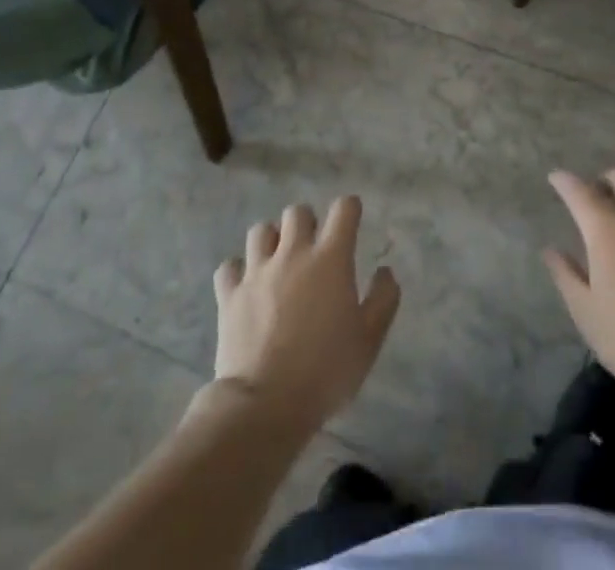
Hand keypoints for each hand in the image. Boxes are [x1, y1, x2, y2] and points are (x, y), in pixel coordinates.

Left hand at [212, 196, 400, 430]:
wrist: (265, 406)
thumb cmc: (325, 371)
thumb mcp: (369, 340)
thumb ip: (383, 299)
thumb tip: (385, 271)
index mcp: (330, 258)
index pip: (343, 208)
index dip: (349, 209)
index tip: (351, 222)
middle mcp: (293, 253)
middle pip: (298, 212)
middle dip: (307, 223)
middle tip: (312, 248)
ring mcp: (257, 272)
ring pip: (261, 230)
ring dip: (272, 241)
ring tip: (277, 262)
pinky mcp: (230, 295)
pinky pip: (229, 267)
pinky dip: (237, 272)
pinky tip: (245, 287)